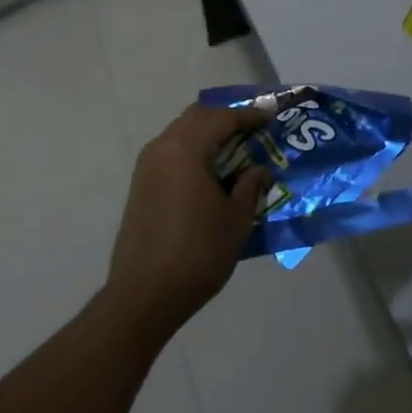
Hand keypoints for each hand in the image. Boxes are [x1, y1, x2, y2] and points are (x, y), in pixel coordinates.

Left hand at [103, 103, 271, 346]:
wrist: (143, 296)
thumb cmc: (197, 254)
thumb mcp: (236, 220)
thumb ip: (250, 187)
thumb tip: (258, 169)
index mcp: (186, 149)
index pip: (222, 118)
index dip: (249, 116)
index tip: (271, 117)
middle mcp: (162, 148)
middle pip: (197, 117)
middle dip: (225, 118)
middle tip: (252, 129)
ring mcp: (147, 167)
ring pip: (181, 132)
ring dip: (207, 133)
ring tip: (234, 149)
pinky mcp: (140, 186)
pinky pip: (171, 151)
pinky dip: (193, 150)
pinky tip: (209, 170)